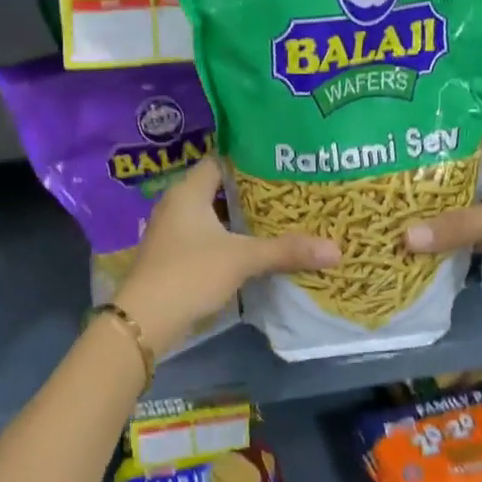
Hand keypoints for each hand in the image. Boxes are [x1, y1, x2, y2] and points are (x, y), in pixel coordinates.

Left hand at [114, 157, 338, 353]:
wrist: (146, 320)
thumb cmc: (190, 273)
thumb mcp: (243, 259)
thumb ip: (287, 251)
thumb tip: (336, 249)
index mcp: (187, 192)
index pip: (219, 162)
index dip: (249, 161)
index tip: (280, 165)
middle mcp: (176, 206)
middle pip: (218, 190)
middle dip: (250, 194)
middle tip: (288, 194)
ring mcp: (171, 233)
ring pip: (212, 217)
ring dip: (239, 221)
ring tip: (278, 220)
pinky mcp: (173, 258)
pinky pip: (206, 240)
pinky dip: (228, 241)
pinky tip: (253, 251)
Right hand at [403, 136, 481, 313]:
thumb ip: (459, 225)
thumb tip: (404, 238)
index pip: (470, 143)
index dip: (439, 143)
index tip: (401, 146)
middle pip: (459, 180)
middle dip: (426, 183)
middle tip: (382, 183)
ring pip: (459, 211)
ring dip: (430, 216)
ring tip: (387, 211)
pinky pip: (464, 239)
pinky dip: (441, 242)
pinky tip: (410, 242)